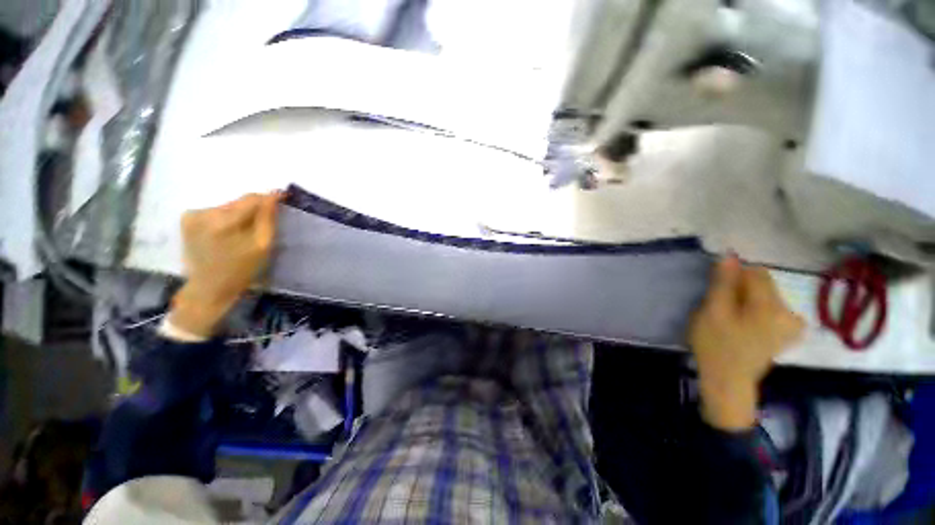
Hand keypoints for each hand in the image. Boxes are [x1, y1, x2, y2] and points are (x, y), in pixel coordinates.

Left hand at [169, 193, 279, 337]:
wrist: (208, 287)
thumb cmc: (241, 269)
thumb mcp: (262, 246)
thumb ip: (268, 219)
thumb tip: (274, 196)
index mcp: (224, 221)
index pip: (251, 199)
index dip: (269, 198)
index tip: (283, 198)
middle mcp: (204, 212)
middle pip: (239, 202)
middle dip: (254, 209)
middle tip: (262, 224)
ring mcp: (192, 215)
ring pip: (228, 206)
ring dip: (240, 214)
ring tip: (244, 232)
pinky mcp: (187, 219)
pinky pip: (215, 211)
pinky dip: (226, 218)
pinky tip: (227, 233)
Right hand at [689, 256, 803, 430]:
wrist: (728, 380)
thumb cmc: (716, 344)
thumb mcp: (713, 311)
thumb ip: (723, 283)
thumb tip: (730, 256)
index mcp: (771, 306)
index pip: (756, 272)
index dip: (734, 275)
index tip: (717, 289)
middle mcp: (789, 311)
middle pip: (763, 284)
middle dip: (740, 289)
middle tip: (721, 308)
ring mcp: (791, 324)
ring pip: (766, 296)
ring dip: (747, 299)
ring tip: (731, 317)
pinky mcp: (788, 332)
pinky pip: (772, 308)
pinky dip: (756, 309)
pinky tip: (746, 324)